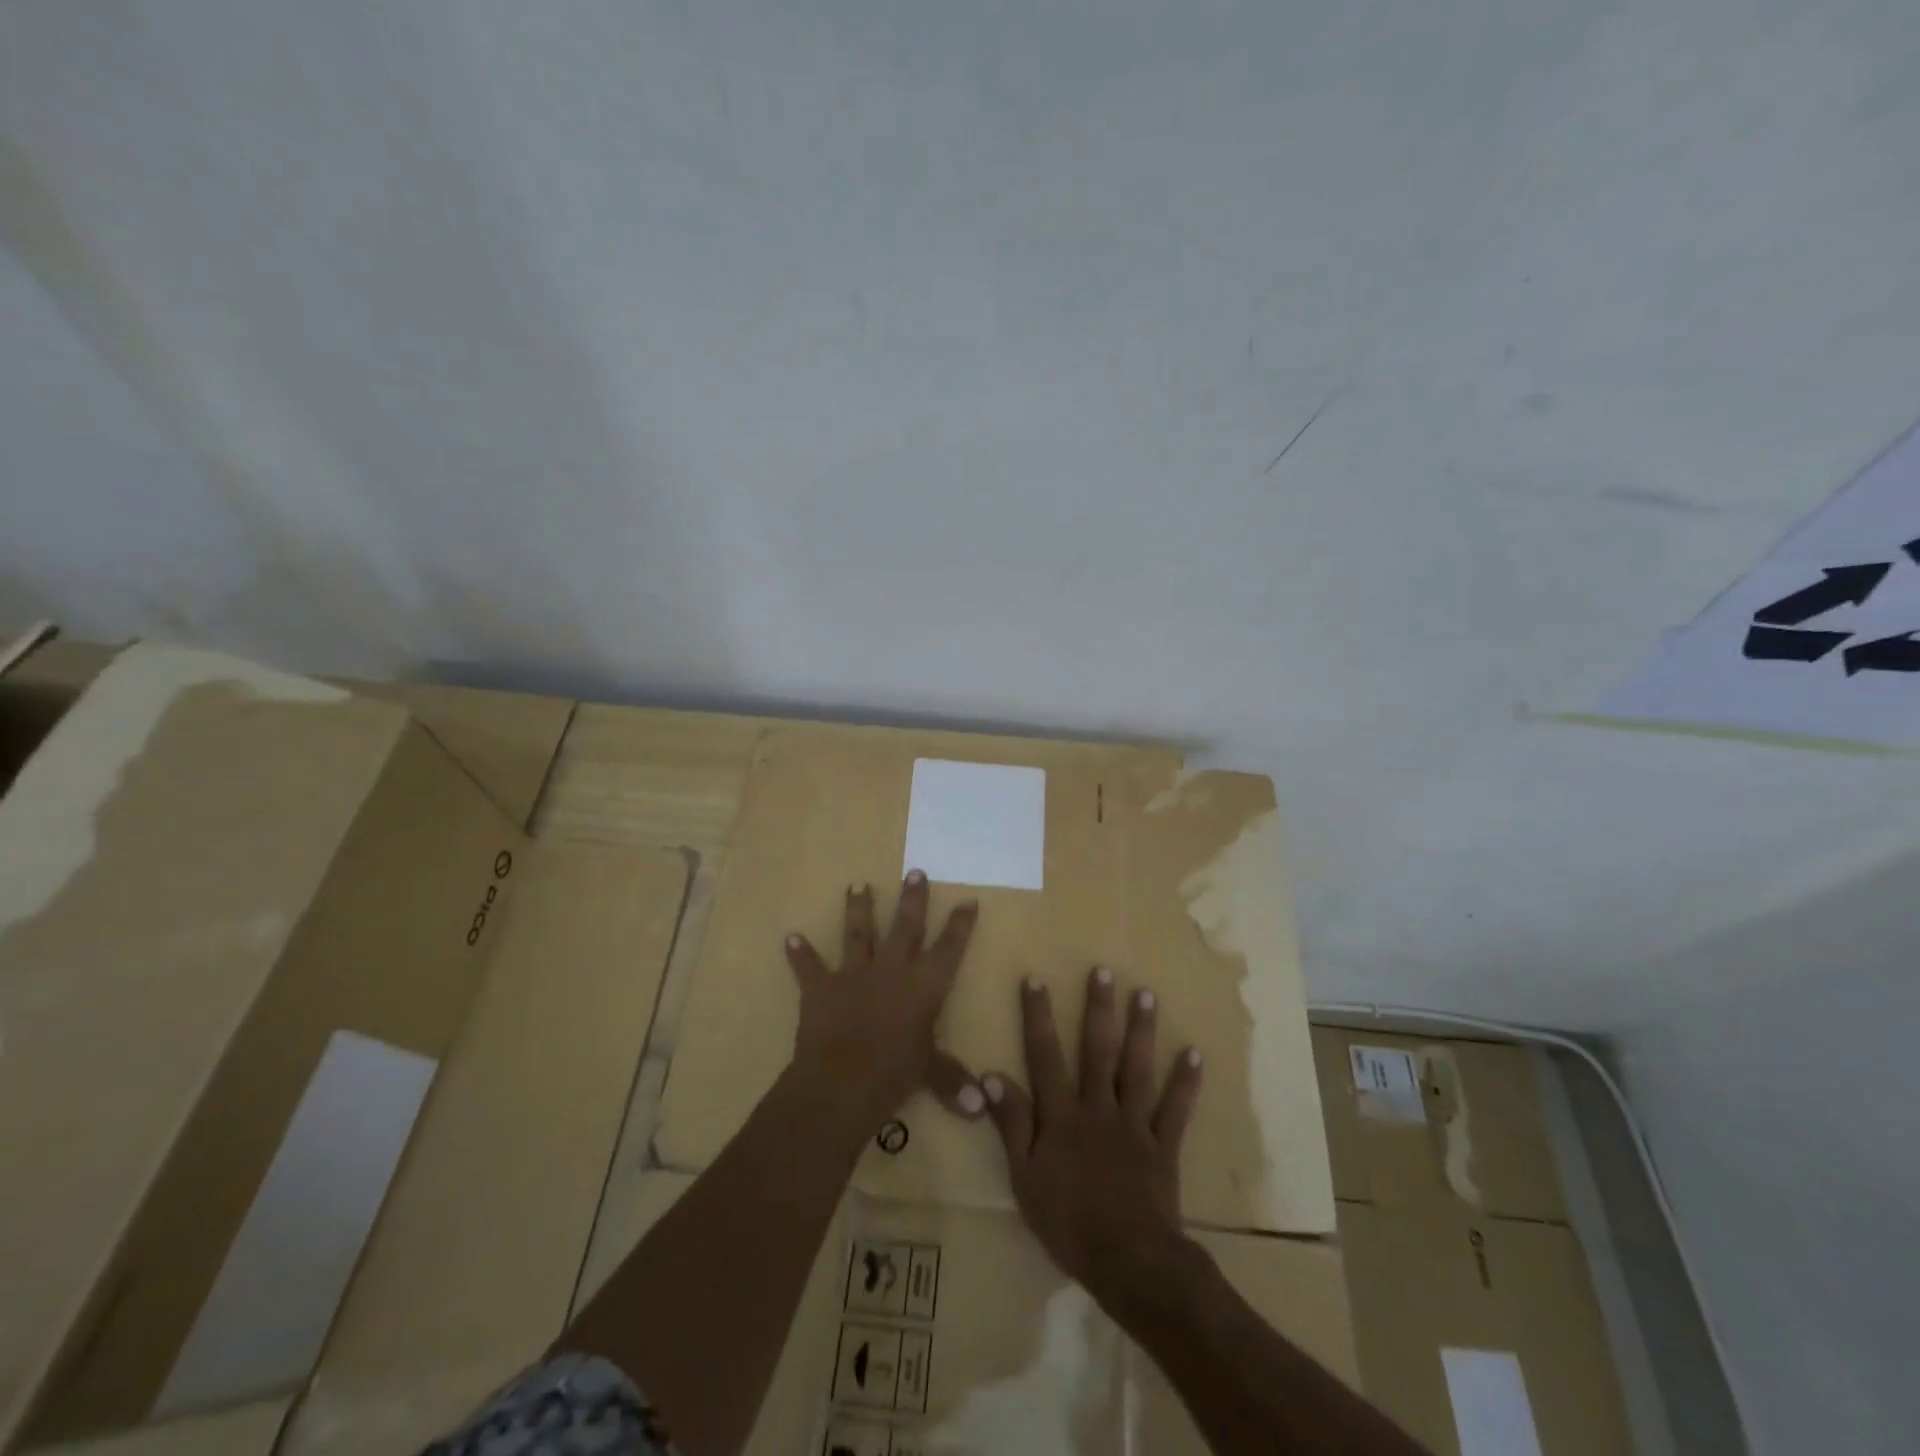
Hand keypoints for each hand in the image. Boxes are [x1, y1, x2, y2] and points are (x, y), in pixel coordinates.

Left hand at [784, 870, 984, 1131]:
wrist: (841, 1081)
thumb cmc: (894, 1074)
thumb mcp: (929, 1074)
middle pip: (906, 927)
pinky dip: (800, 954)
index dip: (960, 925)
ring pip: (858, 933)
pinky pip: (809, 967)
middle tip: (915, 871)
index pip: (949, 949)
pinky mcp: (822, 987)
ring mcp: (854, 974)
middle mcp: (892, 969)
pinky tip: (790, 938)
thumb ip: (953, 1081)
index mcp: (924, 986)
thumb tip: (982, 1106)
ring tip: (856, 885)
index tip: (968, 900)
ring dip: (858, 909)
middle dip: (912, 899)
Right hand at [982, 968, 1203, 1310]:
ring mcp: (1134, 1124)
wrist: (1129, 1262)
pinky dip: (1185, 1082)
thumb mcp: (1024, 1177)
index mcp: (1062, 1115)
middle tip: (1103, 971)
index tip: (1035, 979)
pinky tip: (1194, 1054)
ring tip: (1146, 994)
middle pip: (1097, 1050)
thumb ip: (1012, 1124)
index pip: (1045, 1055)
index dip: (1038, 1016)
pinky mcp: (1163, 1146)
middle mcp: (1098, 1107)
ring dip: (1141, 1030)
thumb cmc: (1068, 1222)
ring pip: (1137, 1069)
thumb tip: (991, 1077)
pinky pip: (1175, 1109)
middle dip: (1098, 1008)